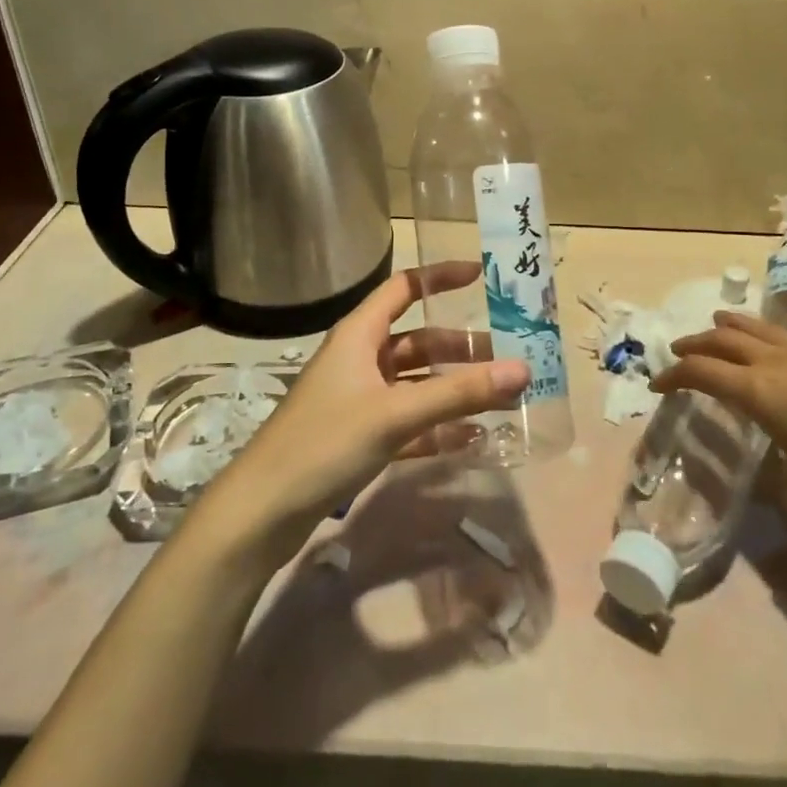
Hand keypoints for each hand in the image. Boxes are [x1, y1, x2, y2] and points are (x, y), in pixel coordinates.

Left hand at [192, 262, 529, 563]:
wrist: (263, 510)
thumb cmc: (325, 442)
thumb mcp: (396, 413)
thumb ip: (459, 392)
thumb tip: (523, 369)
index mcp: (359, 335)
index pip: (403, 288)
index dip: (440, 277)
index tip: (481, 276)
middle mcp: (359, 359)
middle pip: (417, 340)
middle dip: (460, 346)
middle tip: (507, 356)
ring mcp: (358, 399)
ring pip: (415, 382)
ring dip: (453, 387)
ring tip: (499, 397)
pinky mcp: (358, 436)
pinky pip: (408, 421)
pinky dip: (437, 426)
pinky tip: (472, 438)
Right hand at [653, 311, 786, 518]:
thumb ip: (782, 491)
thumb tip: (778, 487)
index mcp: (756, 393)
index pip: (701, 375)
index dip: (673, 377)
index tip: (657, 386)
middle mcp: (777, 365)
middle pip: (724, 343)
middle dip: (696, 345)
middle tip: (679, 350)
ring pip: (763, 329)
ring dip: (734, 325)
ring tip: (719, 320)